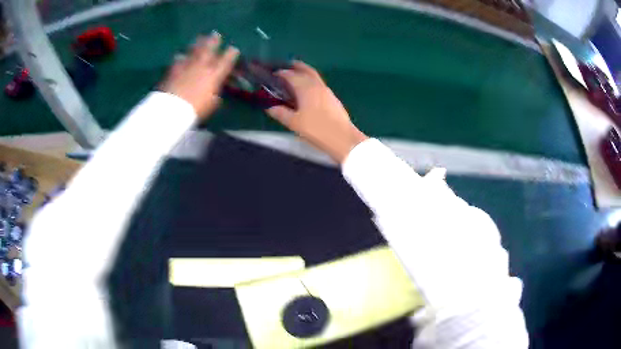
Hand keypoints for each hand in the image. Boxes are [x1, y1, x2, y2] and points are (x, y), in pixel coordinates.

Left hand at [159, 32, 238, 119]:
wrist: (172, 109)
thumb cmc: (196, 109)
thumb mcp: (212, 104)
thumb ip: (215, 94)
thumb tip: (216, 91)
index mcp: (214, 74)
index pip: (226, 61)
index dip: (231, 54)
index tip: (234, 49)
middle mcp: (202, 66)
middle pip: (209, 50)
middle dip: (214, 41)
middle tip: (216, 34)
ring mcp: (187, 66)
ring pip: (193, 51)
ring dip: (198, 43)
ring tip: (200, 37)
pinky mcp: (173, 70)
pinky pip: (178, 60)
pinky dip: (180, 57)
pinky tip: (179, 55)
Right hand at [267, 61, 367, 163]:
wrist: (343, 139)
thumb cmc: (316, 129)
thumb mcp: (294, 123)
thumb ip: (280, 113)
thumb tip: (270, 107)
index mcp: (306, 88)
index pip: (290, 75)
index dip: (280, 73)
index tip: (272, 74)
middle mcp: (317, 85)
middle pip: (306, 70)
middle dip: (296, 66)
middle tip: (287, 66)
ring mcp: (327, 91)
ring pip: (314, 76)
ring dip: (304, 73)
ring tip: (295, 78)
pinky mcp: (333, 98)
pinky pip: (319, 84)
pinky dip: (311, 82)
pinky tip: (307, 92)